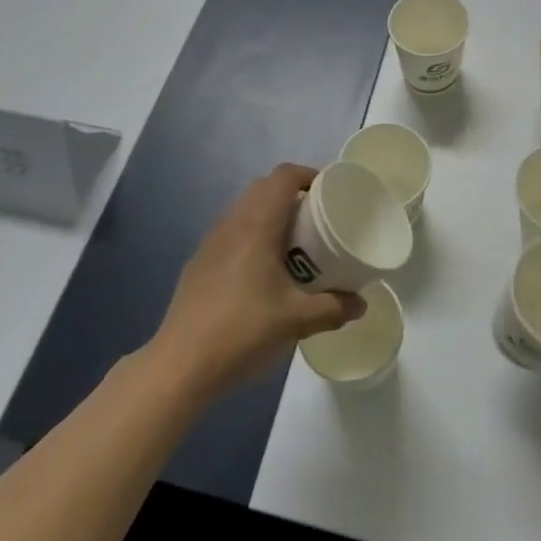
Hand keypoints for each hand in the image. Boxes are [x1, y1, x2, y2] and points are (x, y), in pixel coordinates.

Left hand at [151, 165, 365, 398]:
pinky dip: (252, 235)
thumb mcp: (296, 321)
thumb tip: (360, 304)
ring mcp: (211, 241)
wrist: (180, 365)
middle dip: (293, 195)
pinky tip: (262, 271)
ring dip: (271, 215)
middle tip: (317, 219)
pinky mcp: (200, 262)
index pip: (284, 176)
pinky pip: (232, 232)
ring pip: (246, 209)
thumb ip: (333, 308)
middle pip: (265, 188)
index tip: (331, 193)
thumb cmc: (242, 330)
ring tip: (294, 245)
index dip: (310, 175)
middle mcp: (233, 223)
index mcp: (257, 224)